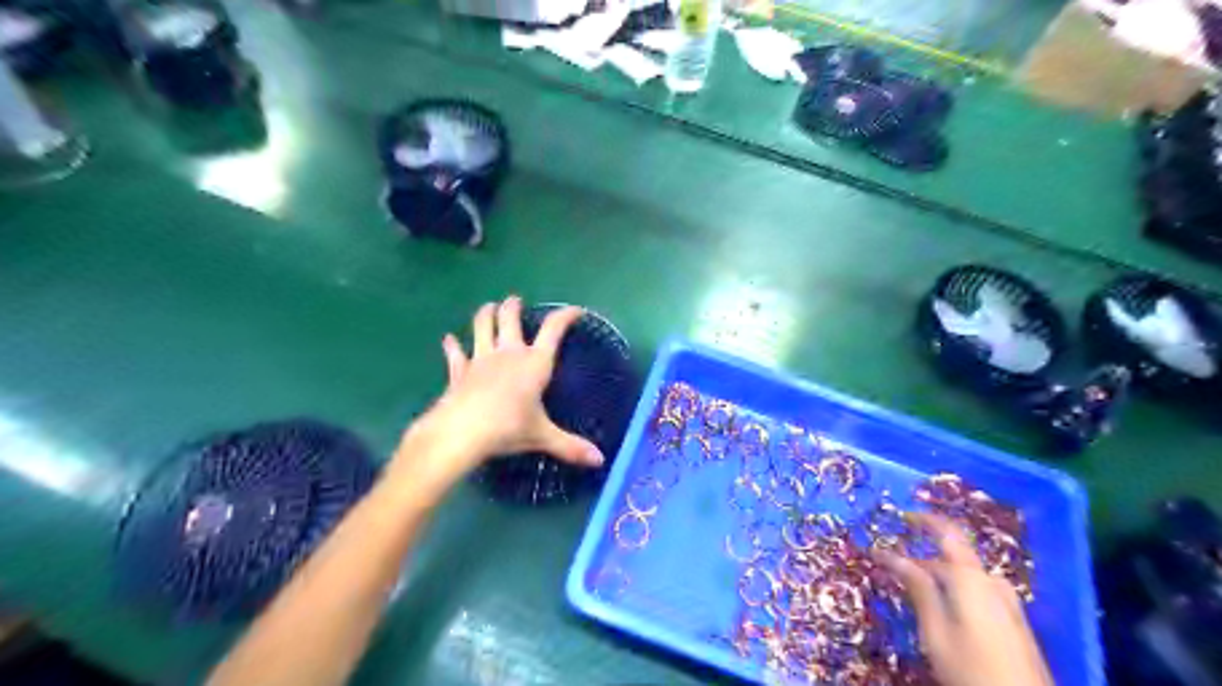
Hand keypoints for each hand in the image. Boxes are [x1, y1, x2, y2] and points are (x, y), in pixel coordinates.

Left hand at [389, 299, 602, 491]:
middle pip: (510, 318)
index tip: (575, 310)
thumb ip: (571, 446)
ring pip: (482, 326)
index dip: (565, 316)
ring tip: (488, 306)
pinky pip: (455, 354)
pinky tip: (449, 340)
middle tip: (515, 301)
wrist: (462, 432)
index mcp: (534, 363)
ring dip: (485, 314)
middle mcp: (509, 353)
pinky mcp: (459, 371)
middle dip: (513, 306)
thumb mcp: (542, 437)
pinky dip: (452, 346)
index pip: (553, 330)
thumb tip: (600, 461)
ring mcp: (480, 359)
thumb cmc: (508, 428)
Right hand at [879, 514, 1049, 685]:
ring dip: (938, 575)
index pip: (948, 532)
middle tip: (893, 566)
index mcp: (971, 578)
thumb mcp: (936, 632)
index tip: (900, 516)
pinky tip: (943, 608)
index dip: (924, 519)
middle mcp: (992, 582)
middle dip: (922, 557)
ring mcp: (1007, 602)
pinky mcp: (1014, 621)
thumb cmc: (973, 669)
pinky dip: (955, 589)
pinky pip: (978, 591)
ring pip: (965, 576)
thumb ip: (918, 589)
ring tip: (914, 588)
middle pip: (954, 556)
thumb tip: (892, 555)